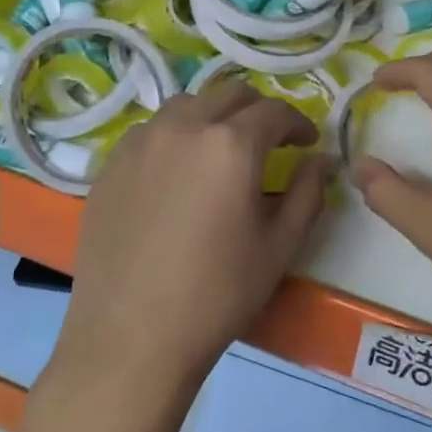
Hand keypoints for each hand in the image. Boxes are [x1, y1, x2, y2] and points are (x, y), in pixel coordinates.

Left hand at [54, 81, 337, 396]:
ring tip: (221, 151)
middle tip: (270, 143)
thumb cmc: (217, 295)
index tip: (308, 143)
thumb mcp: (279, 246)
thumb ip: (308, 192)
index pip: (275, 111)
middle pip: (229, 93)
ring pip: (186, 105)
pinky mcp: (109, 164)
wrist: (130, 337)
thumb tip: (322, 159)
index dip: (299, 123)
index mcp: (230, 145)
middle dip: (258, 111)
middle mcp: (183, 127)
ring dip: (214, 116)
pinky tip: (178, 172)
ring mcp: (139, 142)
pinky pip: (151, 130)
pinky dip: (176, 135)